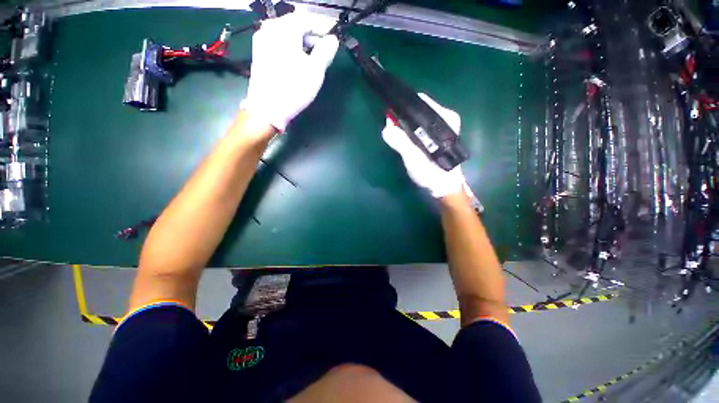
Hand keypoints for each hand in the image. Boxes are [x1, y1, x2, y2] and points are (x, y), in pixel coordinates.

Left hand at [241, 12, 338, 131]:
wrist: (268, 108)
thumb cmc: (294, 88)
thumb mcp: (316, 70)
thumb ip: (326, 51)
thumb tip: (332, 39)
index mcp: (284, 28)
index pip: (307, 19)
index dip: (322, 28)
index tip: (332, 39)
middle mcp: (269, 28)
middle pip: (295, 26)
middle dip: (311, 37)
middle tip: (323, 52)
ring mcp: (261, 41)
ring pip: (286, 35)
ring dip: (301, 44)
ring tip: (311, 60)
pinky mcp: (258, 53)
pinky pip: (278, 44)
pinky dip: (290, 49)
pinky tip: (296, 63)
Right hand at [382, 94, 470, 198]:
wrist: (442, 186)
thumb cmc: (430, 173)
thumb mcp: (413, 158)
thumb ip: (401, 143)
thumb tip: (387, 128)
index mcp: (444, 118)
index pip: (420, 101)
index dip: (403, 106)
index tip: (389, 113)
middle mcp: (445, 117)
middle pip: (418, 108)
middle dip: (402, 116)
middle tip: (390, 127)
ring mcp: (441, 125)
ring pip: (417, 117)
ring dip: (404, 123)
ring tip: (394, 133)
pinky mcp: (437, 134)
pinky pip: (419, 125)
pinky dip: (409, 129)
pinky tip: (403, 137)